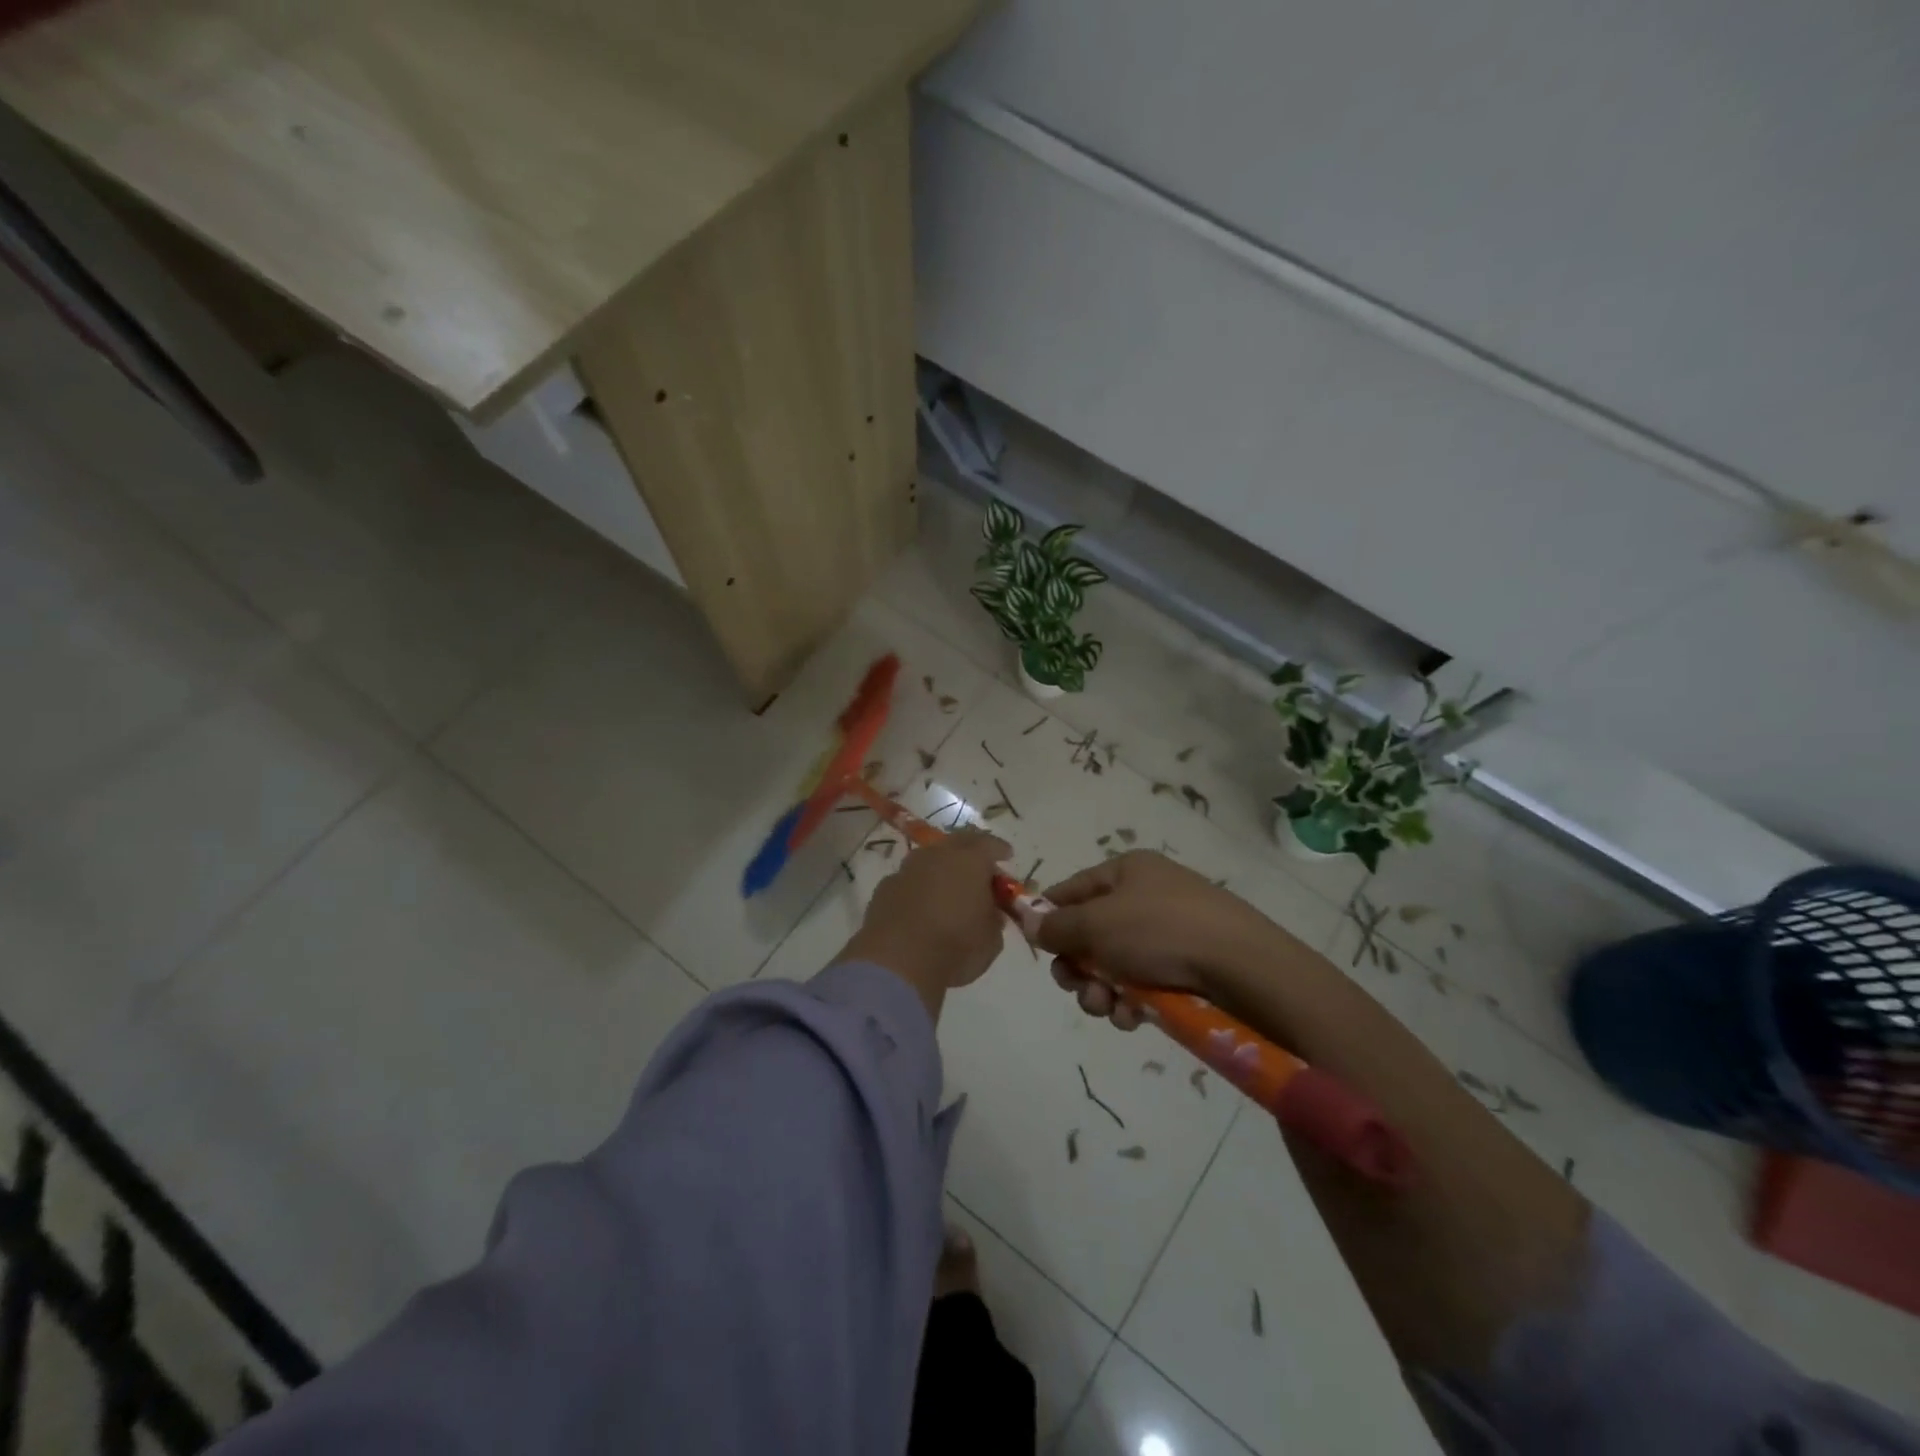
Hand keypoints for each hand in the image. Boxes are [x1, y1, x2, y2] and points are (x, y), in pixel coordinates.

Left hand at [838, 830, 1012, 1014]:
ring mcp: (907, 869)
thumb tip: (990, 912)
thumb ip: (993, 919)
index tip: (1006, 856)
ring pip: (929, 859)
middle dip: (970, 851)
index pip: (989, 844)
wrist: (897, 961)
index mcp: (970, 860)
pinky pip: (908, 880)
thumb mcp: (991, 940)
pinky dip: (918, 888)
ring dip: (940, 869)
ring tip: (948, 888)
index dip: (999, 849)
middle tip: (978, 867)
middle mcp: (937, 855)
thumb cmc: (955, 946)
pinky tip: (920, 907)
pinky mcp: (884, 888)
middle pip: (957, 842)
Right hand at [1034, 851, 1276, 1029]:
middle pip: (1092, 932)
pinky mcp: (1191, 967)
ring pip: (1116, 965)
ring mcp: (1172, 932)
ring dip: (1101, 990)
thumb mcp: (1096, 924)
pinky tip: (1134, 1018)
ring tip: (1106, 1007)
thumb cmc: (1159, 931)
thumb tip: (1027, 921)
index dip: (1049, 915)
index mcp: (1128, 870)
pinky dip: (1132, 1002)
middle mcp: (1149, 895)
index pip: (1073, 889)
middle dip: (1077, 965)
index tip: (1034, 946)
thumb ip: (1056, 926)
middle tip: (1074, 985)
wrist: (1244, 967)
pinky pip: (1146, 984)